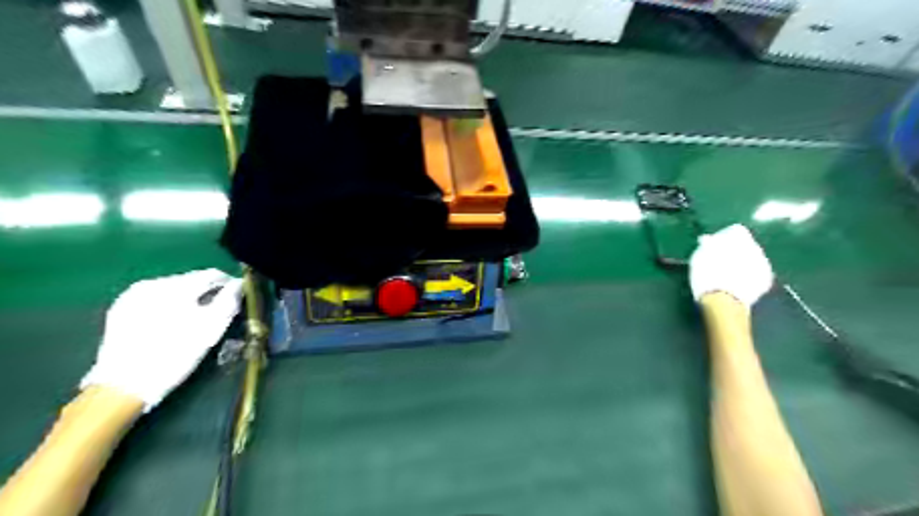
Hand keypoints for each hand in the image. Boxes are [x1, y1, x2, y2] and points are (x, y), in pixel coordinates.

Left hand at [80, 269, 241, 411]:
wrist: (122, 386)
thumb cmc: (175, 356)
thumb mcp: (211, 330)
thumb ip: (228, 302)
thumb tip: (238, 285)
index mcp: (176, 287)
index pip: (212, 275)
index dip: (229, 284)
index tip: (237, 297)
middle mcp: (152, 284)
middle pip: (191, 280)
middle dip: (207, 292)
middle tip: (217, 311)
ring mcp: (132, 295)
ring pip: (173, 289)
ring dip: (187, 299)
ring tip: (193, 318)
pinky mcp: (121, 309)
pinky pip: (154, 299)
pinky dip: (168, 306)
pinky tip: (170, 323)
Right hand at [694, 225, 769, 305]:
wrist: (724, 300)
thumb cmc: (707, 275)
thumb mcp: (700, 257)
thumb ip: (706, 245)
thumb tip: (707, 239)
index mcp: (739, 237)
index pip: (735, 231)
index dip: (724, 239)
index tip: (714, 248)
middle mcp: (755, 246)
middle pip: (746, 245)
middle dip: (737, 251)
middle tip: (722, 261)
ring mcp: (764, 264)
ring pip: (753, 258)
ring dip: (744, 263)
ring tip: (729, 274)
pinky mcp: (767, 280)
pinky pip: (757, 272)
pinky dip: (749, 275)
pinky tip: (738, 283)